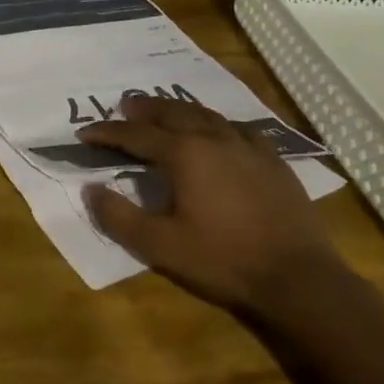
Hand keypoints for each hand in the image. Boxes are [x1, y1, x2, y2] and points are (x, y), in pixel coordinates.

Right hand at [79, 95, 338, 311]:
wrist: (298, 278)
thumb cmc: (223, 260)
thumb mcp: (160, 247)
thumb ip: (119, 217)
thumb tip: (90, 189)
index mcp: (183, 155)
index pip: (135, 135)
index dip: (107, 132)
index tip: (85, 133)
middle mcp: (213, 139)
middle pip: (172, 113)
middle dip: (144, 108)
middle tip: (125, 105)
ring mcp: (247, 146)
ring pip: (206, 115)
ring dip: (179, 109)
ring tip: (165, 110)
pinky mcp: (273, 160)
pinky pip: (239, 129)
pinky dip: (218, 124)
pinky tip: (220, 130)